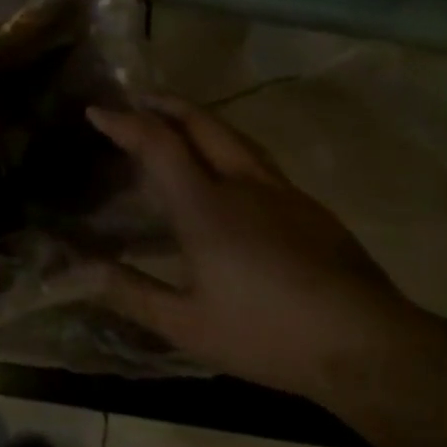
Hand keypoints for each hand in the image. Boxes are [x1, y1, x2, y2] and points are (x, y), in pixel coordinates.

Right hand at [86, 96, 414, 395]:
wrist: (370, 346)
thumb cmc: (267, 334)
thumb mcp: (186, 324)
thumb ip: (129, 291)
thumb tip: (76, 269)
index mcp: (206, 207)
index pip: (158, 144)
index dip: (124, 123)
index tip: (96, 111)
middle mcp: (242, 184)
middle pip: (201, 124)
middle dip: (164, 105)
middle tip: (137, 100)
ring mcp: (282, 192)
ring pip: (234, 136)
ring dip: (198, 121)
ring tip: (176, 124)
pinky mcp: (309, 207)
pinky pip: (256, 160)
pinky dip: (226, 147)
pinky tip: (226, 174)